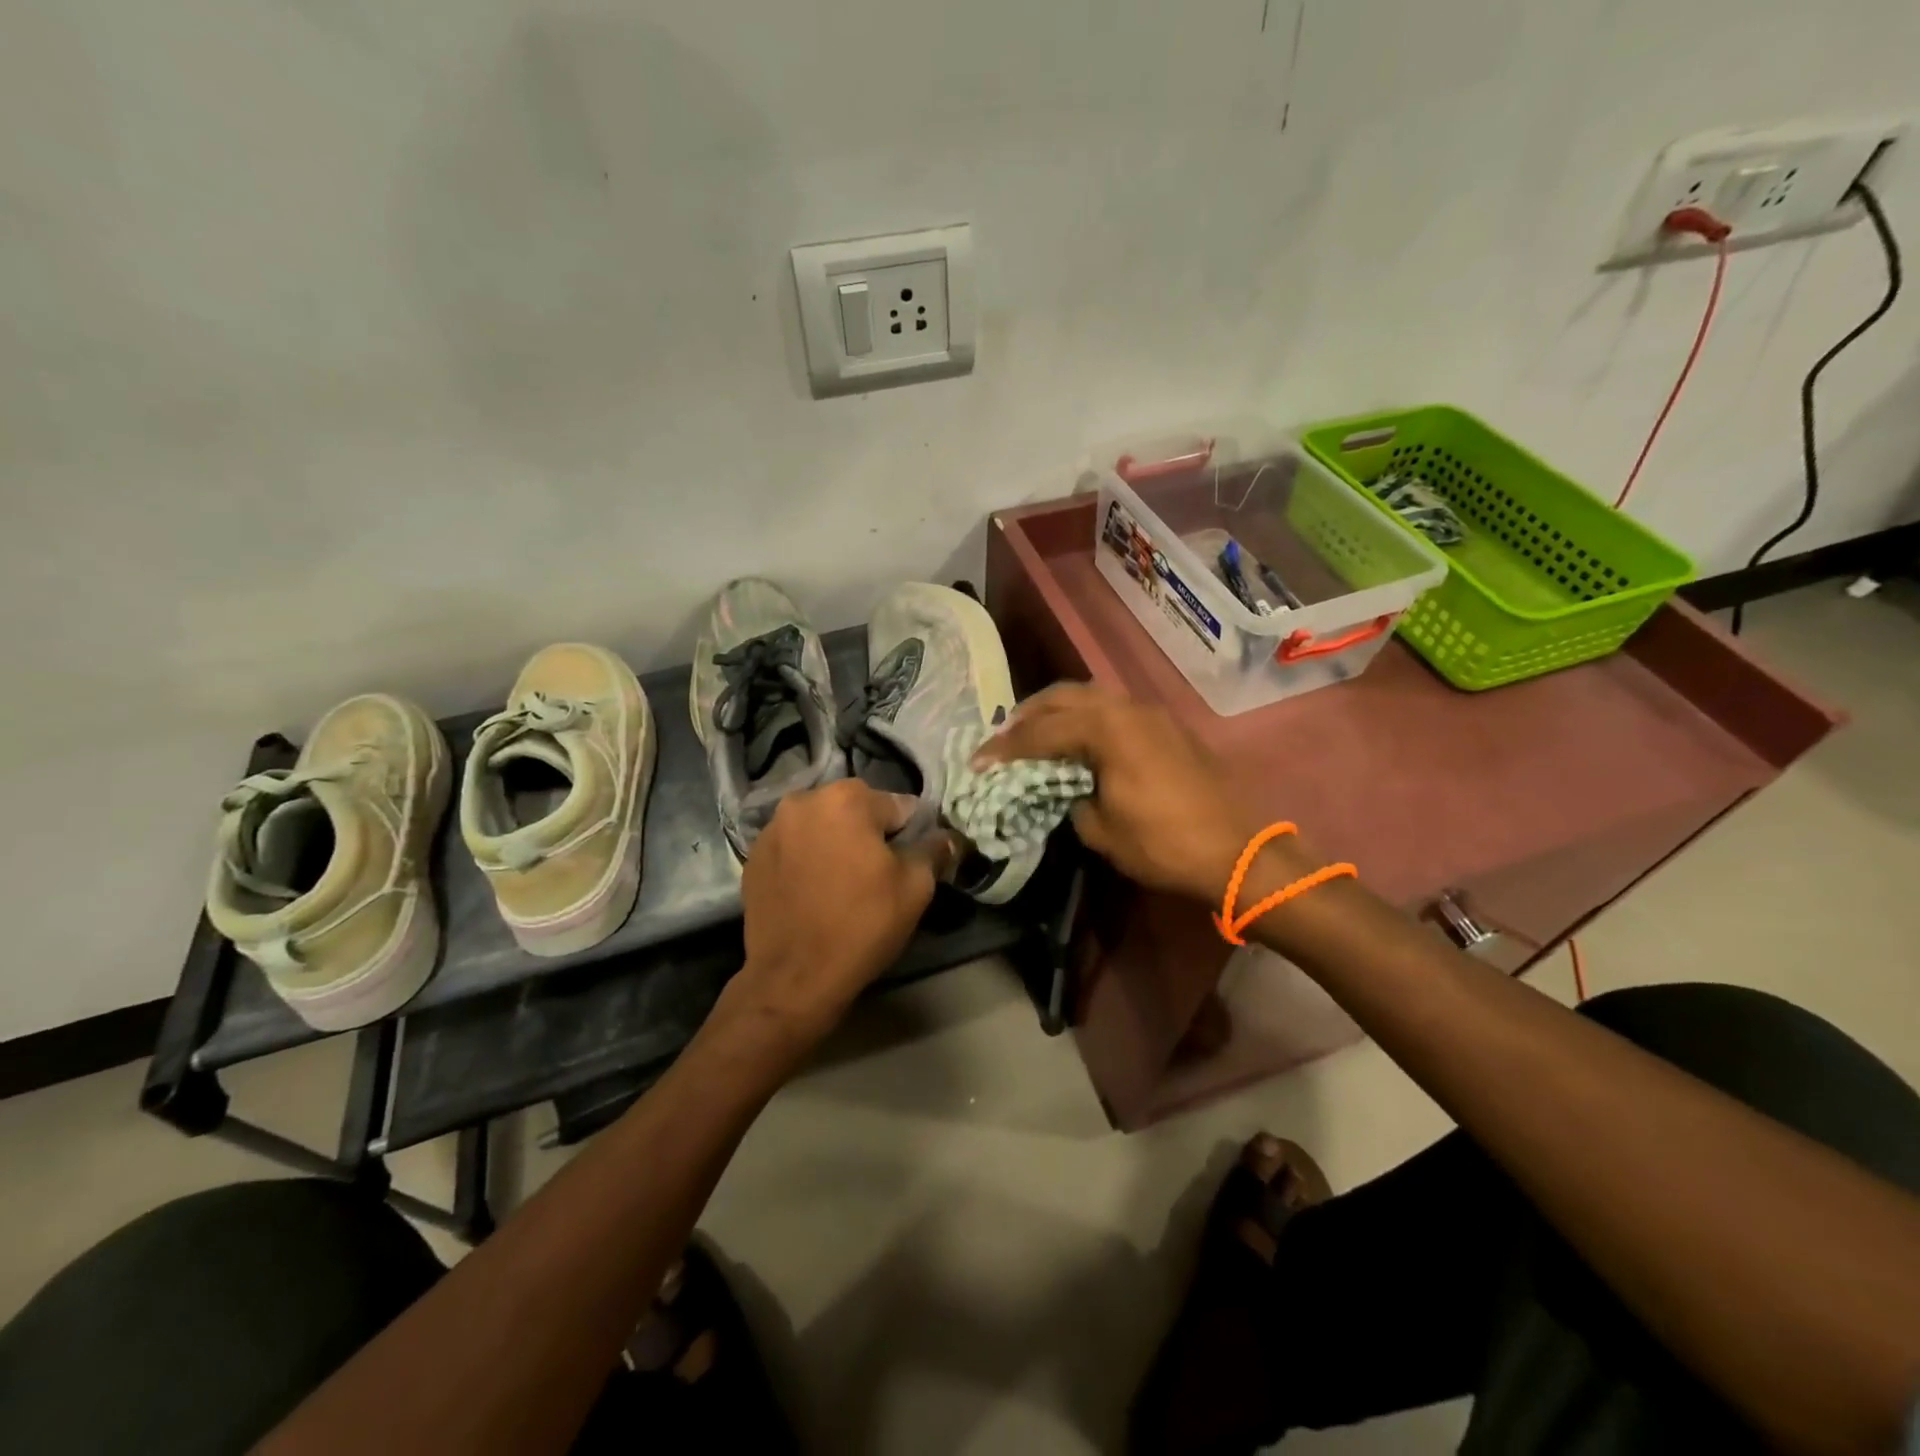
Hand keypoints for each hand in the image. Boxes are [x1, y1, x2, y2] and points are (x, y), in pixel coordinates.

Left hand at [730, 779, 958, 1046]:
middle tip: (877, 873)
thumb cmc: (862, 925)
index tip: (910, 862)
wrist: (794, 977)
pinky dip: (807, 858)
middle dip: (869, 833)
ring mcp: (772, 828)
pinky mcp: (753, 856)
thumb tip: (948, 837)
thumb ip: (934, 851)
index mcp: (847, 798)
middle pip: (855, 809)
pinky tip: (814, 890)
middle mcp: (804, 800)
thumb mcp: (915, 888)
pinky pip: (794, 846)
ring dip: (835, 842)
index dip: (910, 834)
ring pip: (821, 825)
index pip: (898, 806)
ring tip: (843, 882)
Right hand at [972, 683, 1307, 904]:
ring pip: (1092, 697)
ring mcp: (1152, 714)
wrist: (1236, 851)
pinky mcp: (1167, 727)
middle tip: (1003, 737)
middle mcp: (1127, 708)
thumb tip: (1067, 789)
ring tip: (1036, 733)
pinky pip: (1115, 710)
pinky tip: (1079, 739)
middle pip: (1064, 697)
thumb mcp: (1101, 829)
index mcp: (1106, 729)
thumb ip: (1072, 799)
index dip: (1004, 748)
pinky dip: (1087, 718)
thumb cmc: (1163, 843)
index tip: (977, 761)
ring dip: (1059, 712)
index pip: (1041, 731)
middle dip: (1028, 715)